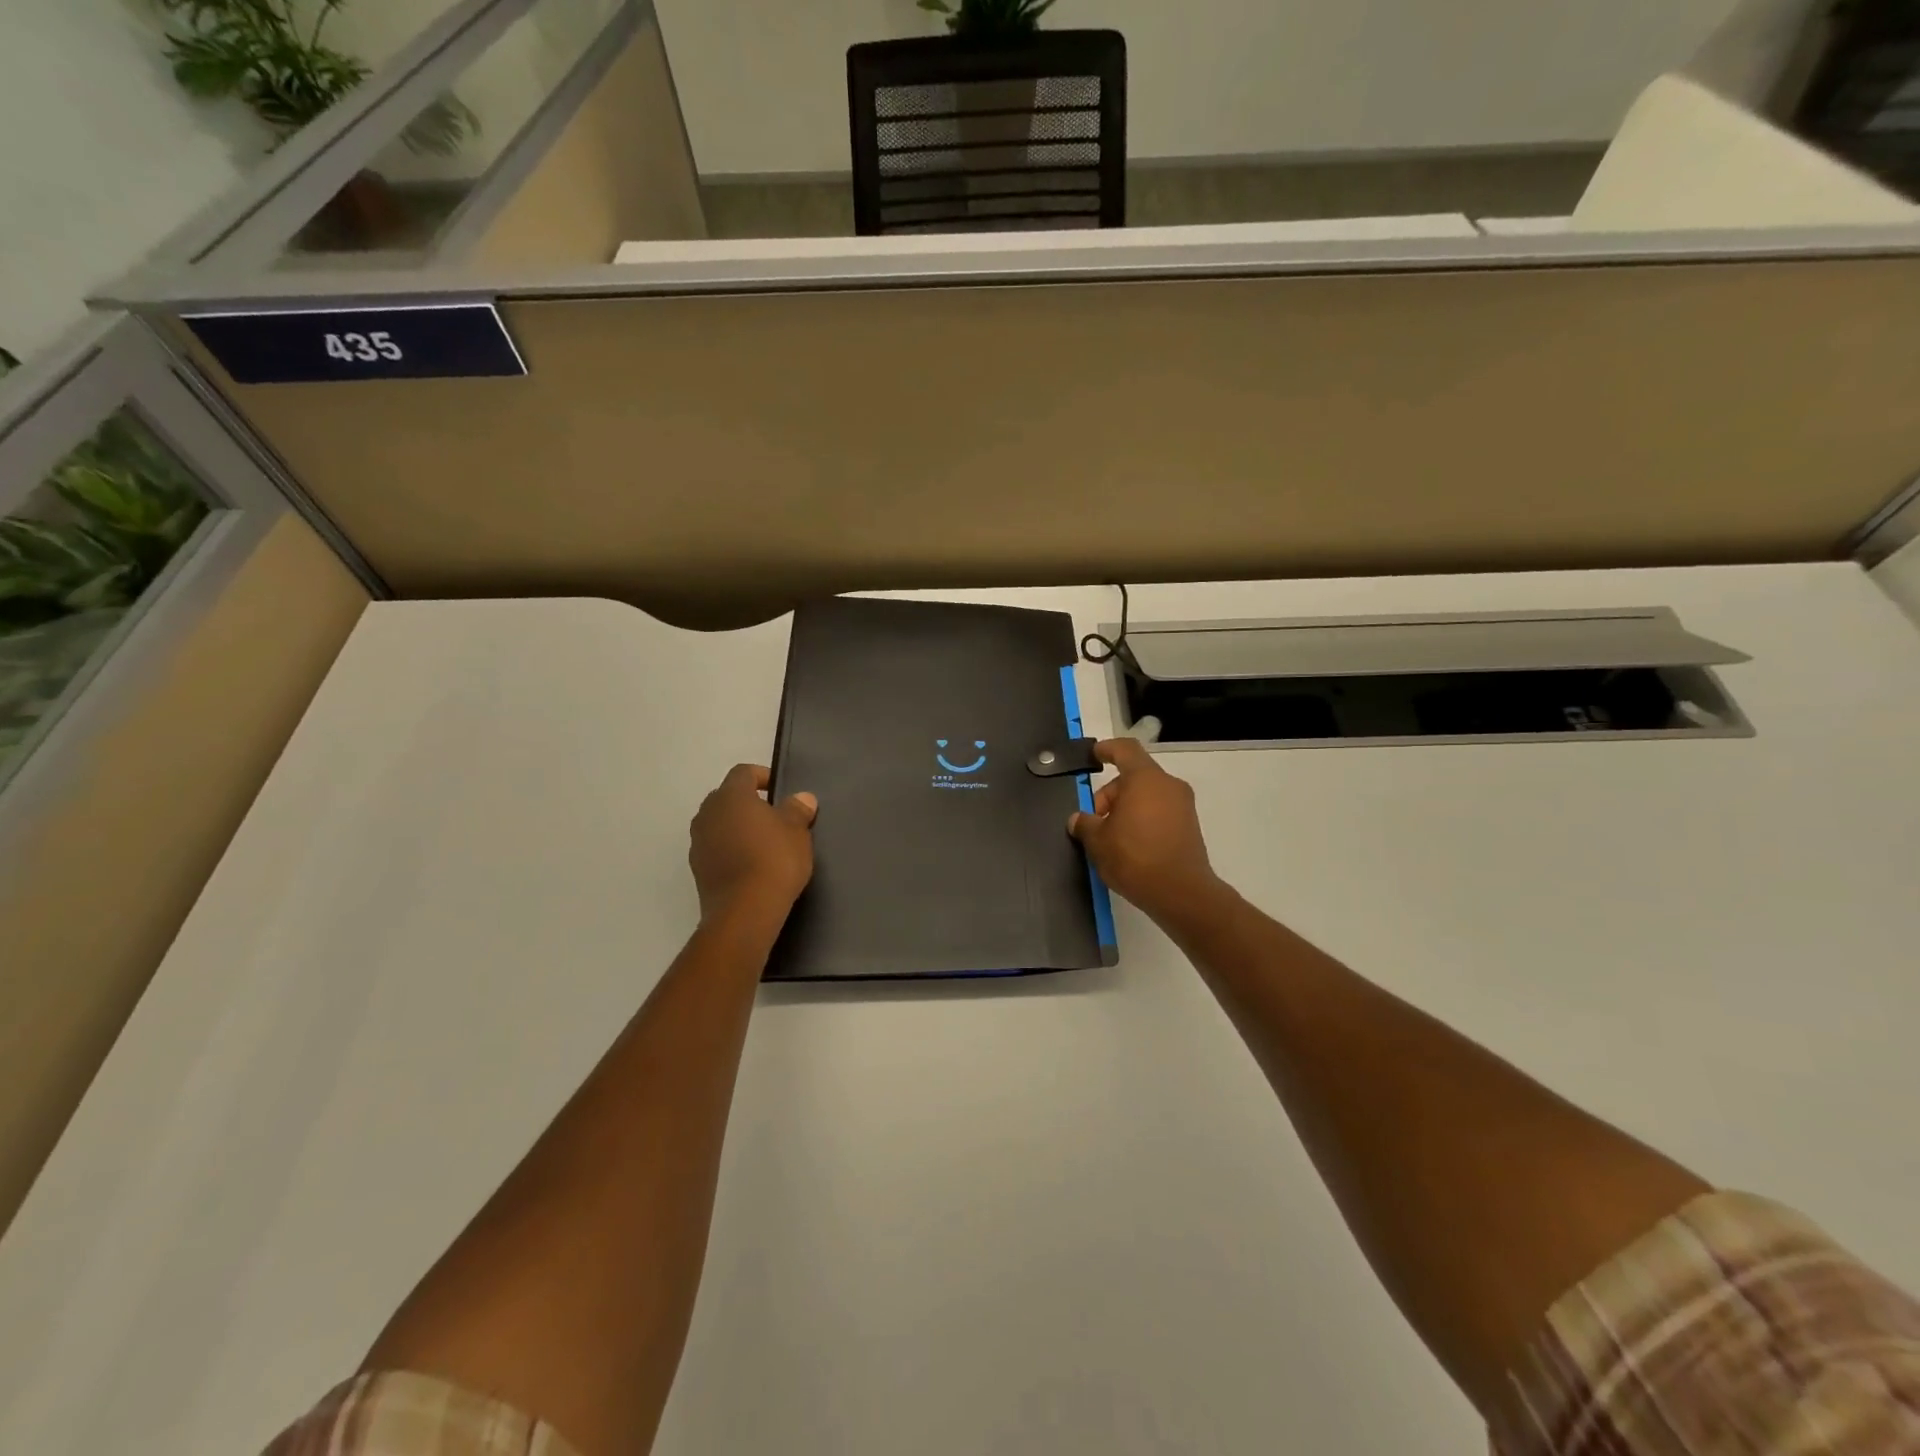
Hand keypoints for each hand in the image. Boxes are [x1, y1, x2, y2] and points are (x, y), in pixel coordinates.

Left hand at [689, 765, 817, 923]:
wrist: (745, 911)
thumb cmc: (774, 860)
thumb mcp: (797, 831)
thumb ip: (797, 810)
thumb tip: (802, 798)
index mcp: (731, 796)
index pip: (743, 773)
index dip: (762, 776)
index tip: (779, 790)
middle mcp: (708, 813)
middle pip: (727, 797)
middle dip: (748, 803)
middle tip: (774, 816)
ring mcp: (698, 842)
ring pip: (719, 823)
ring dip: (737, 827)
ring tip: (763, 842)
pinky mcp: (697, 869)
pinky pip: (716, 848)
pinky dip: (730, 849)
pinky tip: (751, 865)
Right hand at [1068, 738, 1225, 924]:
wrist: (1181, 894)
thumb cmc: (1135, 857)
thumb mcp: (1098, 841)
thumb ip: (1085, 824)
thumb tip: (1079, 819)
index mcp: (1145, 779)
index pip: (1125, 750)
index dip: (1107, 749)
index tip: (1094, 755)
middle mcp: (1168, 786)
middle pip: (1134, 777)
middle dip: (1110, 794)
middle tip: (1093, 821)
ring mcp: (1183, 806)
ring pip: (1147, 796)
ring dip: (1125, 809)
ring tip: (1109, 837)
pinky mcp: (1189, 827)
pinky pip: (1159, 812)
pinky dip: (1142, 820)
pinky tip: (1129, 846)